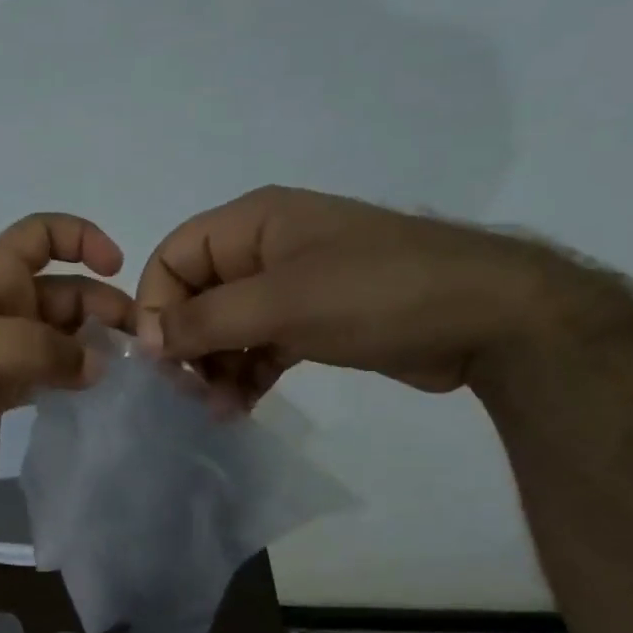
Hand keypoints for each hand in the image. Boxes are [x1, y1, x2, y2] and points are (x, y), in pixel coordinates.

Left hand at [0, 213, 132, 473]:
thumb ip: (39, 351)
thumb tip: (99, 366)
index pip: (41, 236)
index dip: (81, 237)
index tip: (115, 264)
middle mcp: (5, 308)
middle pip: (67, 293)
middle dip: (104, 307)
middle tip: (140, 344)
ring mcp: (6, 351)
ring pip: (64, 337)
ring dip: (95, 348)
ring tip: (130, 373)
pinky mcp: (4, 389)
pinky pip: (52, 375)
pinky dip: (76, 380)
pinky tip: (101, 396)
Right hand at [136, 186, 590, 406]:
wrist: (487, 317)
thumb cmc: (375, 294)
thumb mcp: (280, 303)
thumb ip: (204, 320)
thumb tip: (144, 341)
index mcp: (252, 223)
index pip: (173, 257)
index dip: (155, 305)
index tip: (159, 357)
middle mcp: (264, 248)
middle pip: (196, 295)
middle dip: (186, 344)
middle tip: (188, 391)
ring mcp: (291, 286)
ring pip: (226, 327)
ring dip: (215, 368)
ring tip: (219, 409)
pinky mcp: (313, 321)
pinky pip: (258, 346)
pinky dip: (245, 375)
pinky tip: (242, 407)